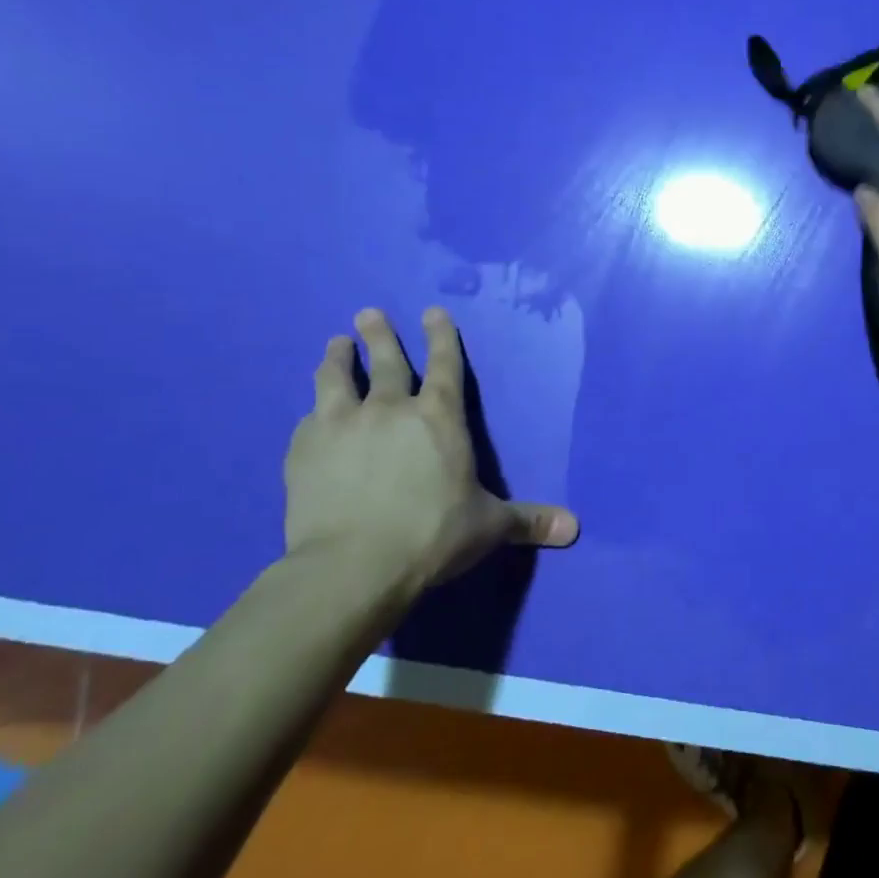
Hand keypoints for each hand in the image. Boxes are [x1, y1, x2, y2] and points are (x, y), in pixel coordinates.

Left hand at [284, 307, 578, 593]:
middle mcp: (390, 410)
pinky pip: (310, 418)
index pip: (445, 365)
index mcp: (439, 418)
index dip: (441, 337)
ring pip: (337, 380)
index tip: (432, 312)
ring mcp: (342, 426)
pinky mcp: (303, 450)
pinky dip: (314, 410)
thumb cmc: (432, 535)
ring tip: (335, 344)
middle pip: (386, 362)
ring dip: (337, 359)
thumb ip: (528, 520)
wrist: (353, 565)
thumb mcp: (488, 526)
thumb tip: (574, 528)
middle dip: (380, 335)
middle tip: (368, 312)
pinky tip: (311, 411)